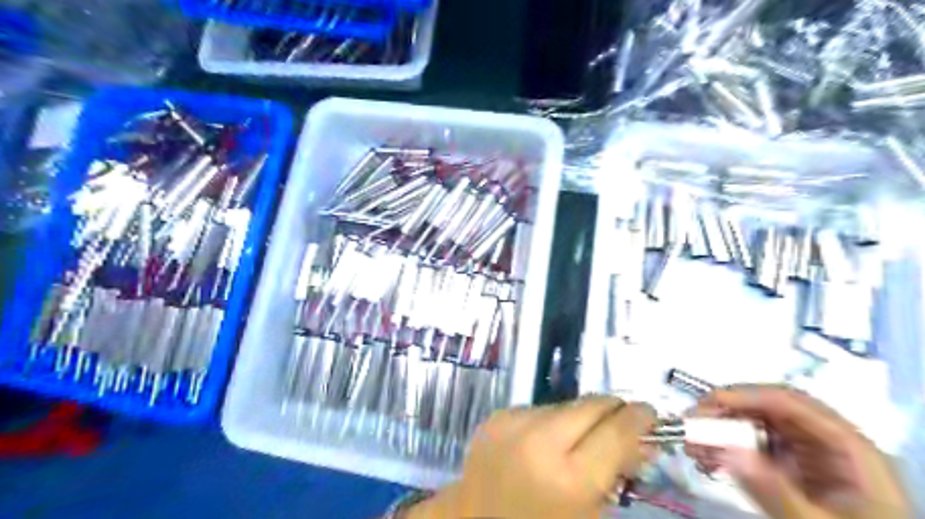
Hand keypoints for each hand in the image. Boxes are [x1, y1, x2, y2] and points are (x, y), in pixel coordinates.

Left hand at [406, 394, 657, 516]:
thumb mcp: (588, 514)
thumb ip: (618, 474)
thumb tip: (643, 441)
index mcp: (568, 478)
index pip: (617, 430)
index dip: (640, 418)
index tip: (650, 415)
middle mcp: (539, 440)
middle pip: (592, 404)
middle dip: (614, 410)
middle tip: (623, 424)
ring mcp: (514, 422)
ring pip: (566, 404)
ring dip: (580, 417)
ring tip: (578, 441)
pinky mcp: (498, 415)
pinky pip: (540, 408)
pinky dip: (551, 421)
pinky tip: (545, 442)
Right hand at [694, 389, 908, 518]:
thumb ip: (774, 489)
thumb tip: (725, 449)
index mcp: (848, 446)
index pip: (790, 402)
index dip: (745, 395)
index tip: (706, 403)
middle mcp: (826, 440)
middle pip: (768, 410)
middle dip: (724, 414)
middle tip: (689, 425)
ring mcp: (810, 454)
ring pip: (756, 426)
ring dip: (720, 431)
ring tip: (691, 445)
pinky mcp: (795, 468)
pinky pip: (755, 447)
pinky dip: (728, 449)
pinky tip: (708, 459)